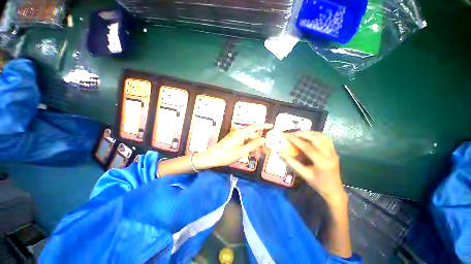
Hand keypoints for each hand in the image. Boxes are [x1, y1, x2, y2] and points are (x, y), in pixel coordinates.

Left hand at [194, 123, 273, 168]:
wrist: (212, 158)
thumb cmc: (225, 155)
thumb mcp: (241, 151)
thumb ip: (253, 145)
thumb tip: (263, 139)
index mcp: (240, 133)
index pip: (254, 127)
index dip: (263, 126)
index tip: (271, 126)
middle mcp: (239, 134)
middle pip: (253, 136)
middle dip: (261, 142)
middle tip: (268, 149)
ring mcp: (236, 138)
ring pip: (249, 141)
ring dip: (256, 146)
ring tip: (262, 154)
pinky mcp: (234, 142)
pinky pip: (244, 143)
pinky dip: (250, 148)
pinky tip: (254, 154)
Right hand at [281, 131, 346, 206]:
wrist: (334, 190)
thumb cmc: (317, 184)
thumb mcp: (303, 174)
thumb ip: (292, 162)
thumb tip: (281, 153)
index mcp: (321, 162)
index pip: (307, 147)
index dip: (295, 140)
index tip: (287, 135)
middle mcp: (329, 155)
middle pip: (315, 138)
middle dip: (302, 134)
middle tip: (292, 133)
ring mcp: (333, 152)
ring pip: (322, 136)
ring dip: (310, 133)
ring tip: (299, 133)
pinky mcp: (334, 152)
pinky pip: (326, 139)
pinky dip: (317, 135)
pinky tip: (310, 136)